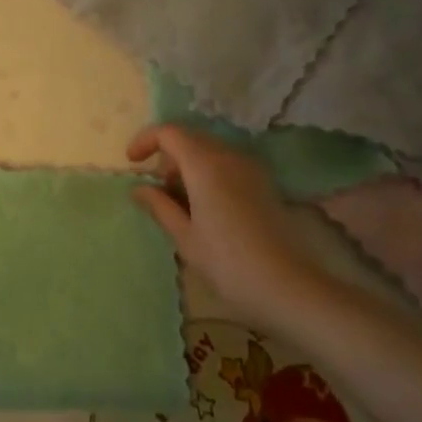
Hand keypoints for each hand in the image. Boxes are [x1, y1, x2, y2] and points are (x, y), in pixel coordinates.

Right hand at [127, 124, 333, 323]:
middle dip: (167, 156)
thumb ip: (159, 206)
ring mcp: (250, 169)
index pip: (169, 133)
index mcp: (205, 165)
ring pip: (210, 151)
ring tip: (179, 201)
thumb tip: (139, 188)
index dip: (146, 140)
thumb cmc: (228, 263)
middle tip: (156, 188)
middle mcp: (229, 157)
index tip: (132, 162)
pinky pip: (227, 164)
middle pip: (190, 138)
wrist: (289, 288)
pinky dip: (209, 174)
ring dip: (188, 165)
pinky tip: (205, 206)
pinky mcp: (264, 184)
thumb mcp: (185, 237)